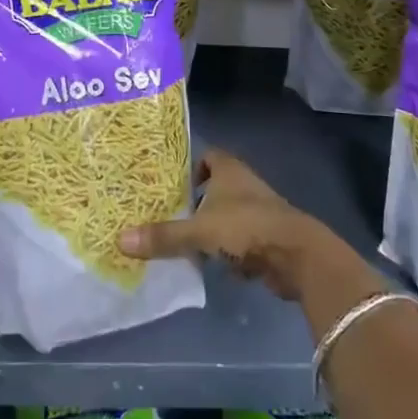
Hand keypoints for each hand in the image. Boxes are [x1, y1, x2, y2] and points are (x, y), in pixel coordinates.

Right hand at [118, 148, 356, 302]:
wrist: (296, 256)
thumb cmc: (246, 228)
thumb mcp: (199, 231)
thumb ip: (164, 236)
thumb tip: (120, 239)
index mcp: (229, 171)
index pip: (209, 155)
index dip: (192, 166)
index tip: (172, 184)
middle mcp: (245, 185)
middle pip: (218, 185)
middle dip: (197, 200)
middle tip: (170, 213)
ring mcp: (260, 211)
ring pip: (229, 213)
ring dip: (213, 226)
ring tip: (186, 241)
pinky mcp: (268, 238)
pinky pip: (241, 239)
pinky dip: (229, 249)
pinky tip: (213, 263)